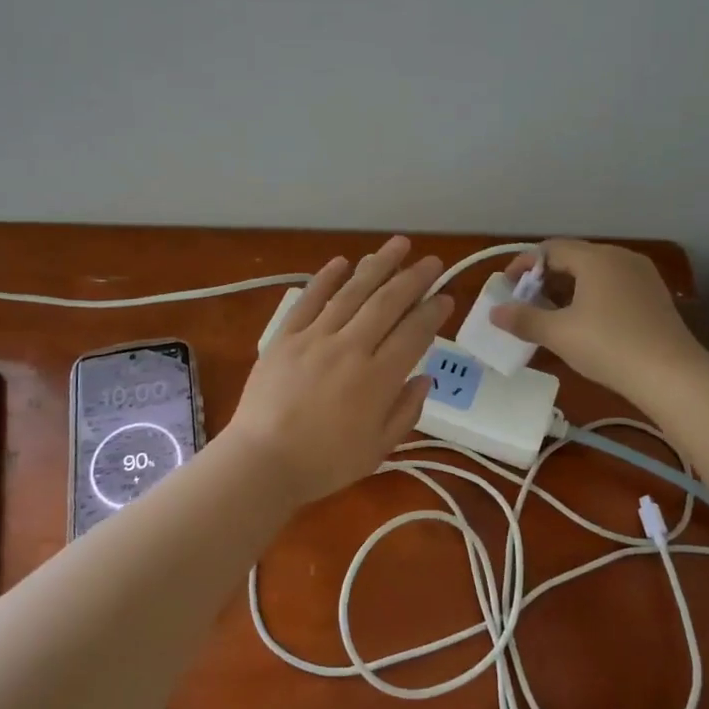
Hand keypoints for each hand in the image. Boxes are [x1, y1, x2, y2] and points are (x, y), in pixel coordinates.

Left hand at [221, 236, 452, 507]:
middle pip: (387, 303)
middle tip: (432, 261)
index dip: (433, 313)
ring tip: (398, 245)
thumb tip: (424, 378)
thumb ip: (406, 411)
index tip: (446, 296)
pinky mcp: (285, 336)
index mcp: (377, 379)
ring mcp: (315, 338)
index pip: (414, 334)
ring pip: (352, 292)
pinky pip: (309, 300)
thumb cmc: (324, 463)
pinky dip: (326, 278)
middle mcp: (350, 348)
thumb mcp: (378, 450)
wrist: (262, 461)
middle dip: (413, 278)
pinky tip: (342, 261)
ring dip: (377, 265)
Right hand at [491, 238, 708, 401]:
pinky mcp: (654, 296)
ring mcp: (642, 276)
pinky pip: (613, 286)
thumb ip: (523, 319)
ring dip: (568, 289)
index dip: (524, 265)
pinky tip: (584, 323)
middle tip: (526, 303)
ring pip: (594, 273)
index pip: (550, 249)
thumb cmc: (608, 346)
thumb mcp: (558, 334)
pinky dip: (591, 296)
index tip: (507, 287)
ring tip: (551, 315)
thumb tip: (495, 312)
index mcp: (595, 258)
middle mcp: (620, 258)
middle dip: (545, 278)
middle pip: (573, 258)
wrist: (671, 375)